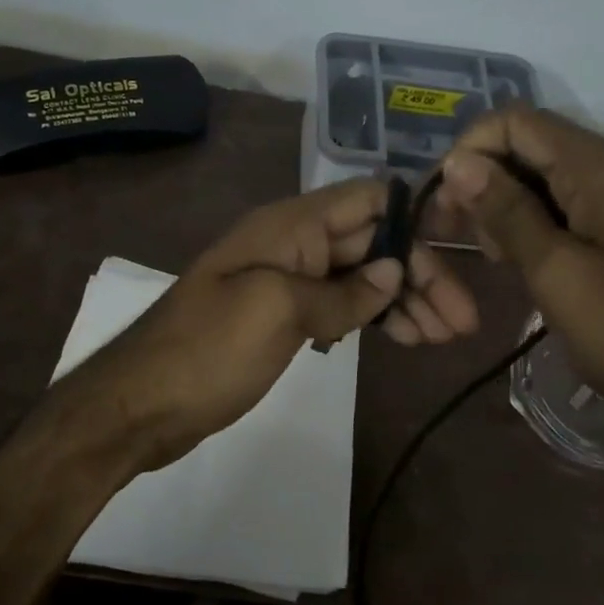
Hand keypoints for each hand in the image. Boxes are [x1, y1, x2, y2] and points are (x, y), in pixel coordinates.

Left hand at [74, 179, 479, 471]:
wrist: (140, 404)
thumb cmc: (207, 350)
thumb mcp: (277, 313)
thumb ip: (341, 293)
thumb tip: (393, 273)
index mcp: (290, 226)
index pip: (368, 199)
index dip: (415, 218)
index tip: (462, 249)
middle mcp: (292, 244)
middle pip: (371, 242)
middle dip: (419, 274)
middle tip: (463, 323)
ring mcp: (286, 282)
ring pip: (358, 277)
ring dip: (402, 300)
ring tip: (443, 338)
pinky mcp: (281, 318)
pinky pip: (338, 306)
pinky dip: (370, 318)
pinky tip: (399, 338)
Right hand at [431, 107, 603, 449]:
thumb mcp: (556, 273)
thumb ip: (505, 211)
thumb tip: (456, 163)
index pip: (518, 121)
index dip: (471, 149)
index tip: (445, 201)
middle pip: (531, 143)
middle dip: (484, 178)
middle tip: (457, 232)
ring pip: (545, 173)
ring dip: (505, 202)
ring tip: (489, 252)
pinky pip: (568, 199)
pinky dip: (534, 218)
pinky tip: (517, 255)